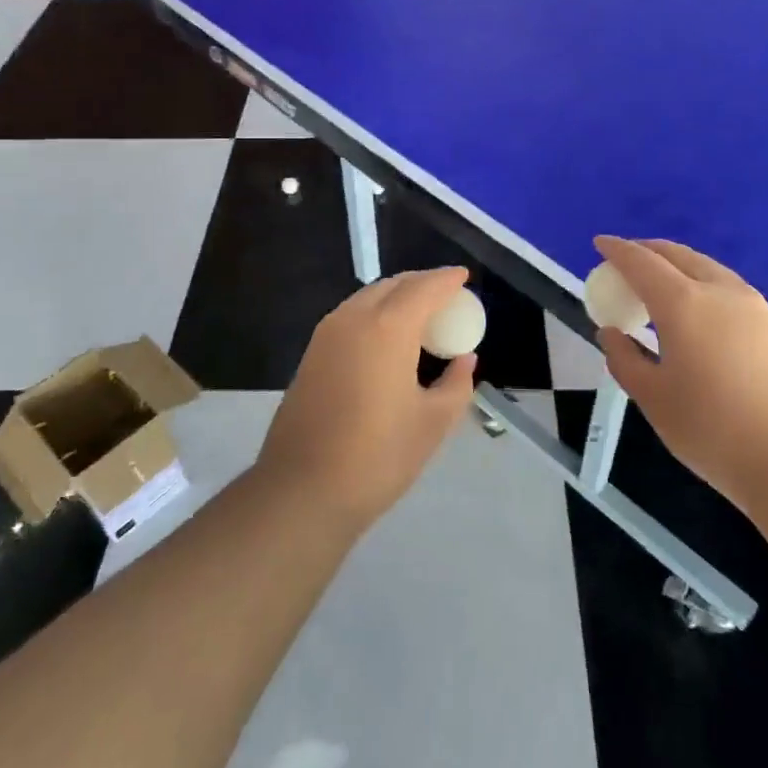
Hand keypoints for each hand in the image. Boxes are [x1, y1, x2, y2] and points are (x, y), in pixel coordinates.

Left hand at [257, 268, 477, 529]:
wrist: (302, 490)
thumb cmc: (377, 457)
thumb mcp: (432, 424)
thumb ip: (455, 384)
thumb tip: (464, 359)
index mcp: (387, 328)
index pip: (423, 288)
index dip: (447, 279)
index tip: (464, 277)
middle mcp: (353, 319)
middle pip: (392, 285)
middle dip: (421, 283)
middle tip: (446, 295)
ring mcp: (326, 335)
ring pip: (367, 298)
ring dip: (396, 296)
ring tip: (420, 315)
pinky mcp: (311, 354)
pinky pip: (350, 316)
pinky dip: (375, 313)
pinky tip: (387, 338)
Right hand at [593, 237, 767, 503]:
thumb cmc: (712, 429)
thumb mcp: (653, 398)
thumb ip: (625, 360)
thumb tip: (612, 333)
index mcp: (683, 304)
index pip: (642, 263)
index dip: (617, 251)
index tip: (600, 244)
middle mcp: (719, 291)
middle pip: (678, 255)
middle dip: (648, 251)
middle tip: (626, 262)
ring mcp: (754, 306)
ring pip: (707, 268)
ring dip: (677, 265)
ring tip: (661, 285)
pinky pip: (728, 287)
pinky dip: (701, 283)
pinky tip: (699, 310)